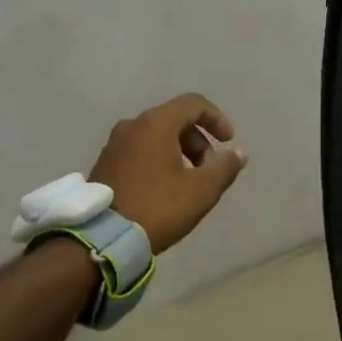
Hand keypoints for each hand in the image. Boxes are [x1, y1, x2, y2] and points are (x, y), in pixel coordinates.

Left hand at [91, 94, 247, 253]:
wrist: (103, 237)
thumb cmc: (157, 207)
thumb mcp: (201, 191)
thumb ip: (224, 167)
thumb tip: (238, 152)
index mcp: (155, 123)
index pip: (193, 103)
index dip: (217, 119)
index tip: (228, 142)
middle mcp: (132, 125)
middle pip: (175, 119)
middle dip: (199, 141)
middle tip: (209, 170)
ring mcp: (114, 144)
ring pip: (156, 136)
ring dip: (180, 151)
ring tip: (189, 183)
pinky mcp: (105, 163)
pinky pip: (140, 150)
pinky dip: (159, 159)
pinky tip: (165, 188)